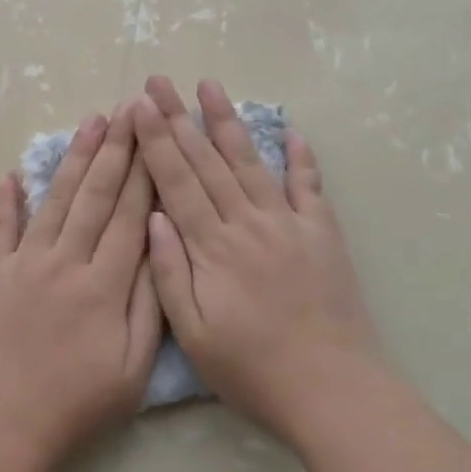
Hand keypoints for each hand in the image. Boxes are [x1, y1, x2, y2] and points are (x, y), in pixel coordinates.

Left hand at [0, 106, 160, 471]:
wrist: (1, 424)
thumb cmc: (76, 403)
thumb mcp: (132, 368)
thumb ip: (149, 304)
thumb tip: (157, 246)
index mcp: (104, 284)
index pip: (130, 214)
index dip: (145, 171)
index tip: (156, 134)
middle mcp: (65, 261)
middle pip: (95, 195)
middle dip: (115, 148)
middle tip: (128, 108)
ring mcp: (24, 263)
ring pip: (54, 199)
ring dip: (73, 158)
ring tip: (90, 122)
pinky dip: (2, 200)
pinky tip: (8, 173)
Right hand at [134, 77, 386, 443]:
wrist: (332, 390)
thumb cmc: (252, 369)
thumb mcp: (194, 334)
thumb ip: (169, 273)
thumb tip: (152, 217)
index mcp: (213, 247)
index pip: (176, 182)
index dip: (155, 141)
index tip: (138, 106)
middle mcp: (248, 223)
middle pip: (207, 161)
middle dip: (179, 117)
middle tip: (160, 81)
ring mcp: (288, 224)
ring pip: (251, 161)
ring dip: (228, 122)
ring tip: (210, 85)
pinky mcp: (322, 234)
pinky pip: (309, 187)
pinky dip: (301, 157)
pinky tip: (292, 130)